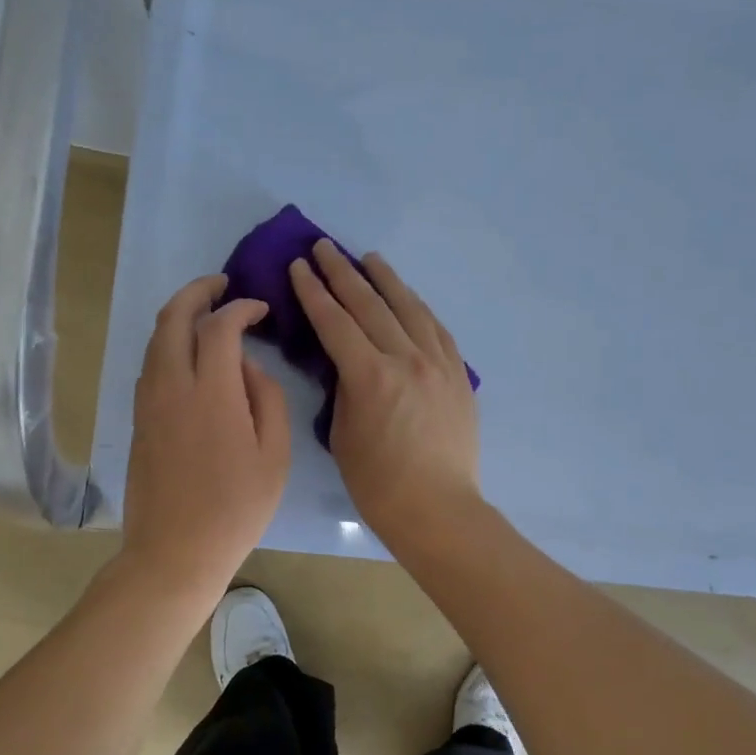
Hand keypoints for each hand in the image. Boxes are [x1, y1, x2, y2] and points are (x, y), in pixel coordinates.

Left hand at [121, 274, 290, 603]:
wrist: (175, 551)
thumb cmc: (237, 508)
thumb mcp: (274, 454)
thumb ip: (265, 397)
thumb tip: (245, 365)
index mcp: (211, 392)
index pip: (219, 326)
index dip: (240, 307)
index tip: (259, 308)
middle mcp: (171, 385)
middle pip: (172, 318)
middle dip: (197, 292)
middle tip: (221, 285)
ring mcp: (148, 402)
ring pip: (155, 340)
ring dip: (179, 317)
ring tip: (206, 315)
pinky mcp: (139, 420)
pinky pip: (150, 365)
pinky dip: (168, 345)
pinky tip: (190, 357)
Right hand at [290, 242, 480, 547]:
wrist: (437, 508)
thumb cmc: (378, 483)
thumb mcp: (342, 434)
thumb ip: (343, 389)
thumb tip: (345, 363)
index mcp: (370, 376)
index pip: (335, 322)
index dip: (313, 292)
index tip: (298, 267)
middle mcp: (406, 358)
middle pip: (370, 305)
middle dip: (342, 273)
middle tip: (323, 247)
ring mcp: (437, 364)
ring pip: (408, 308)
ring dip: (386, 280)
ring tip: (369, 258)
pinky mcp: (457, 375)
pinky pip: (436, 329)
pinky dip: (418, 308)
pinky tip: (409, 298)